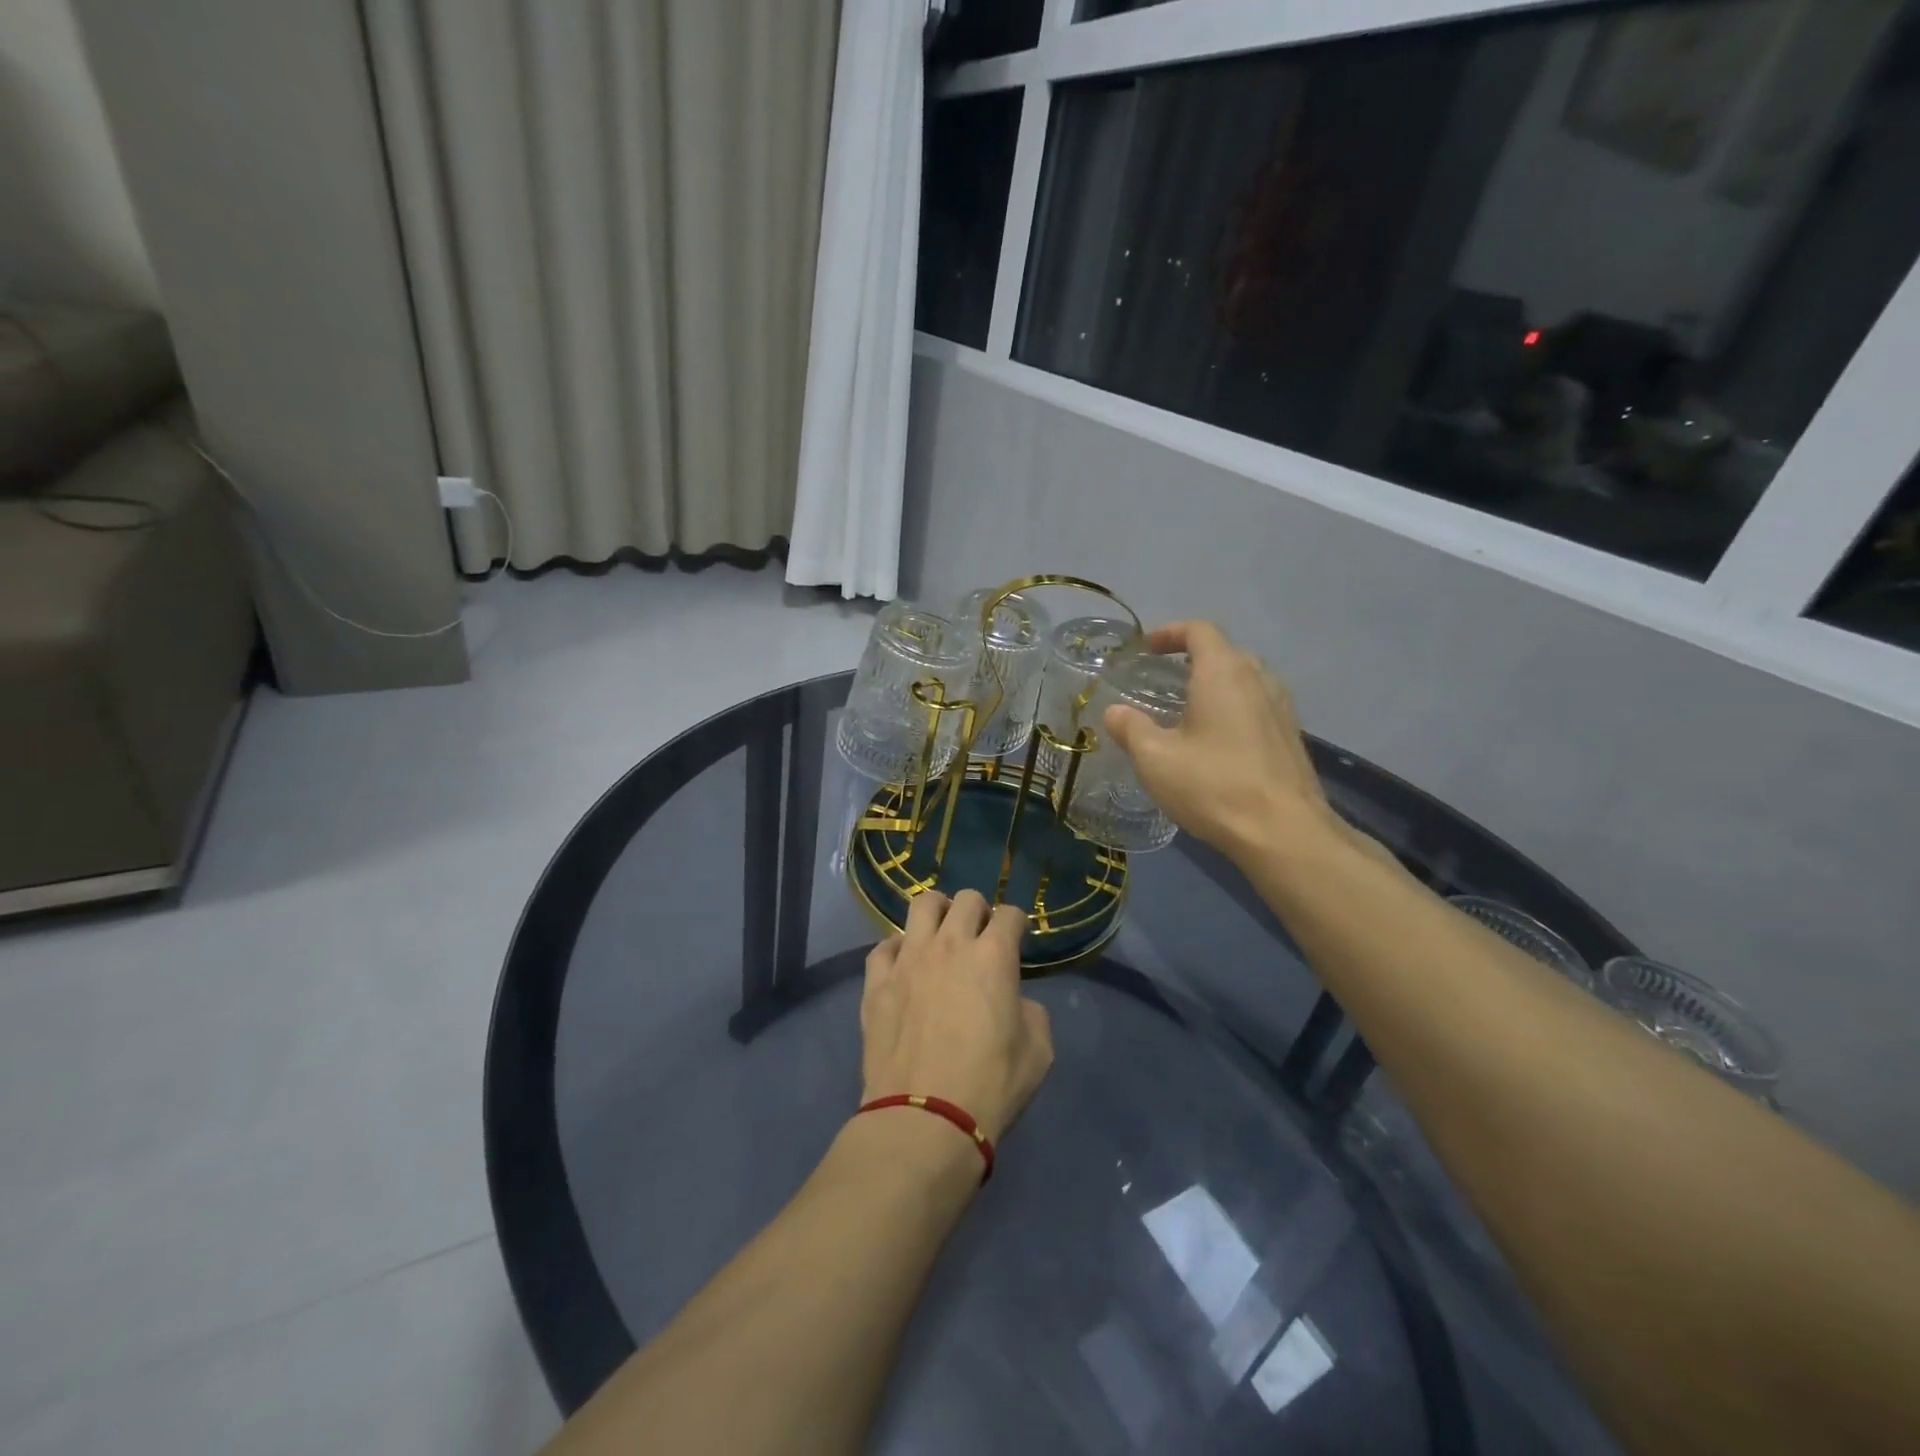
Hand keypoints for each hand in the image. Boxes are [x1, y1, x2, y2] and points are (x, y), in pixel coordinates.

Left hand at [860, 890, 1053, 1142]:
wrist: (925, 1118)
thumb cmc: (991, 1085)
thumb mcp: (1039, 1050)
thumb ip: (1030, 1011)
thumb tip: (1012, 1000)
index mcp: (994, 956)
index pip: (1011, 914)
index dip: (1017, 924)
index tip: (1016, 940)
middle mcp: (950, 944)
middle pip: (966, 899)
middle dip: (979, 912)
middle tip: (980, 937)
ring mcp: (909, 959)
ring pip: (921, 905)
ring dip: (938, 912)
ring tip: (941, 933)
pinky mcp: (877, 981)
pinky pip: (884, 947)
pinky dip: (898, 950)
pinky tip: (904, 966)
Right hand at [1102, 622, 1344, 863]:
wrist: (1284, 832)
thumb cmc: (1213, 785)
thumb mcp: (1155, 758)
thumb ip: (1131, 728)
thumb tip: (1115, 712)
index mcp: (1224, 673)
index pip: (1200, 631)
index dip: (1171, 632)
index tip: (1147, 648)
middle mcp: (1258, 680)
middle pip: (1225, 652)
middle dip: (1192, 658)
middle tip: (1163, 679)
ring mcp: (1281, 708)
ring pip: (1245, 679)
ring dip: (1215, 684)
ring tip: (1188, 709)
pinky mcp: (1291, 737)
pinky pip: (1258, 705)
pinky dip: (1233, 708)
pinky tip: (1216, 741)